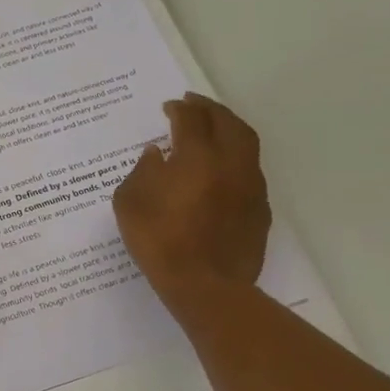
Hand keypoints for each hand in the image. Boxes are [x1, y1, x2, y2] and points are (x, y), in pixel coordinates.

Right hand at [113, 93, 270, 312]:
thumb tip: (156, 154)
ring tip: (214, 129)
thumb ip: (141, 171)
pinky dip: (237, 159)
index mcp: (197, 157)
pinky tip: (224, 169)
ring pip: (246, 144)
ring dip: (229, 129)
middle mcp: (230, 163)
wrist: (205, 286)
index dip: (180, 109)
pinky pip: (251, 172)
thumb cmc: (160, 241)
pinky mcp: (260, 210)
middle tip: (195, 104)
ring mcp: (250, 187)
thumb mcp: (130, 203)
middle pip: (227, 123)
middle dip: (210, 109)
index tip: (169, 107)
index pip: (191, 120)